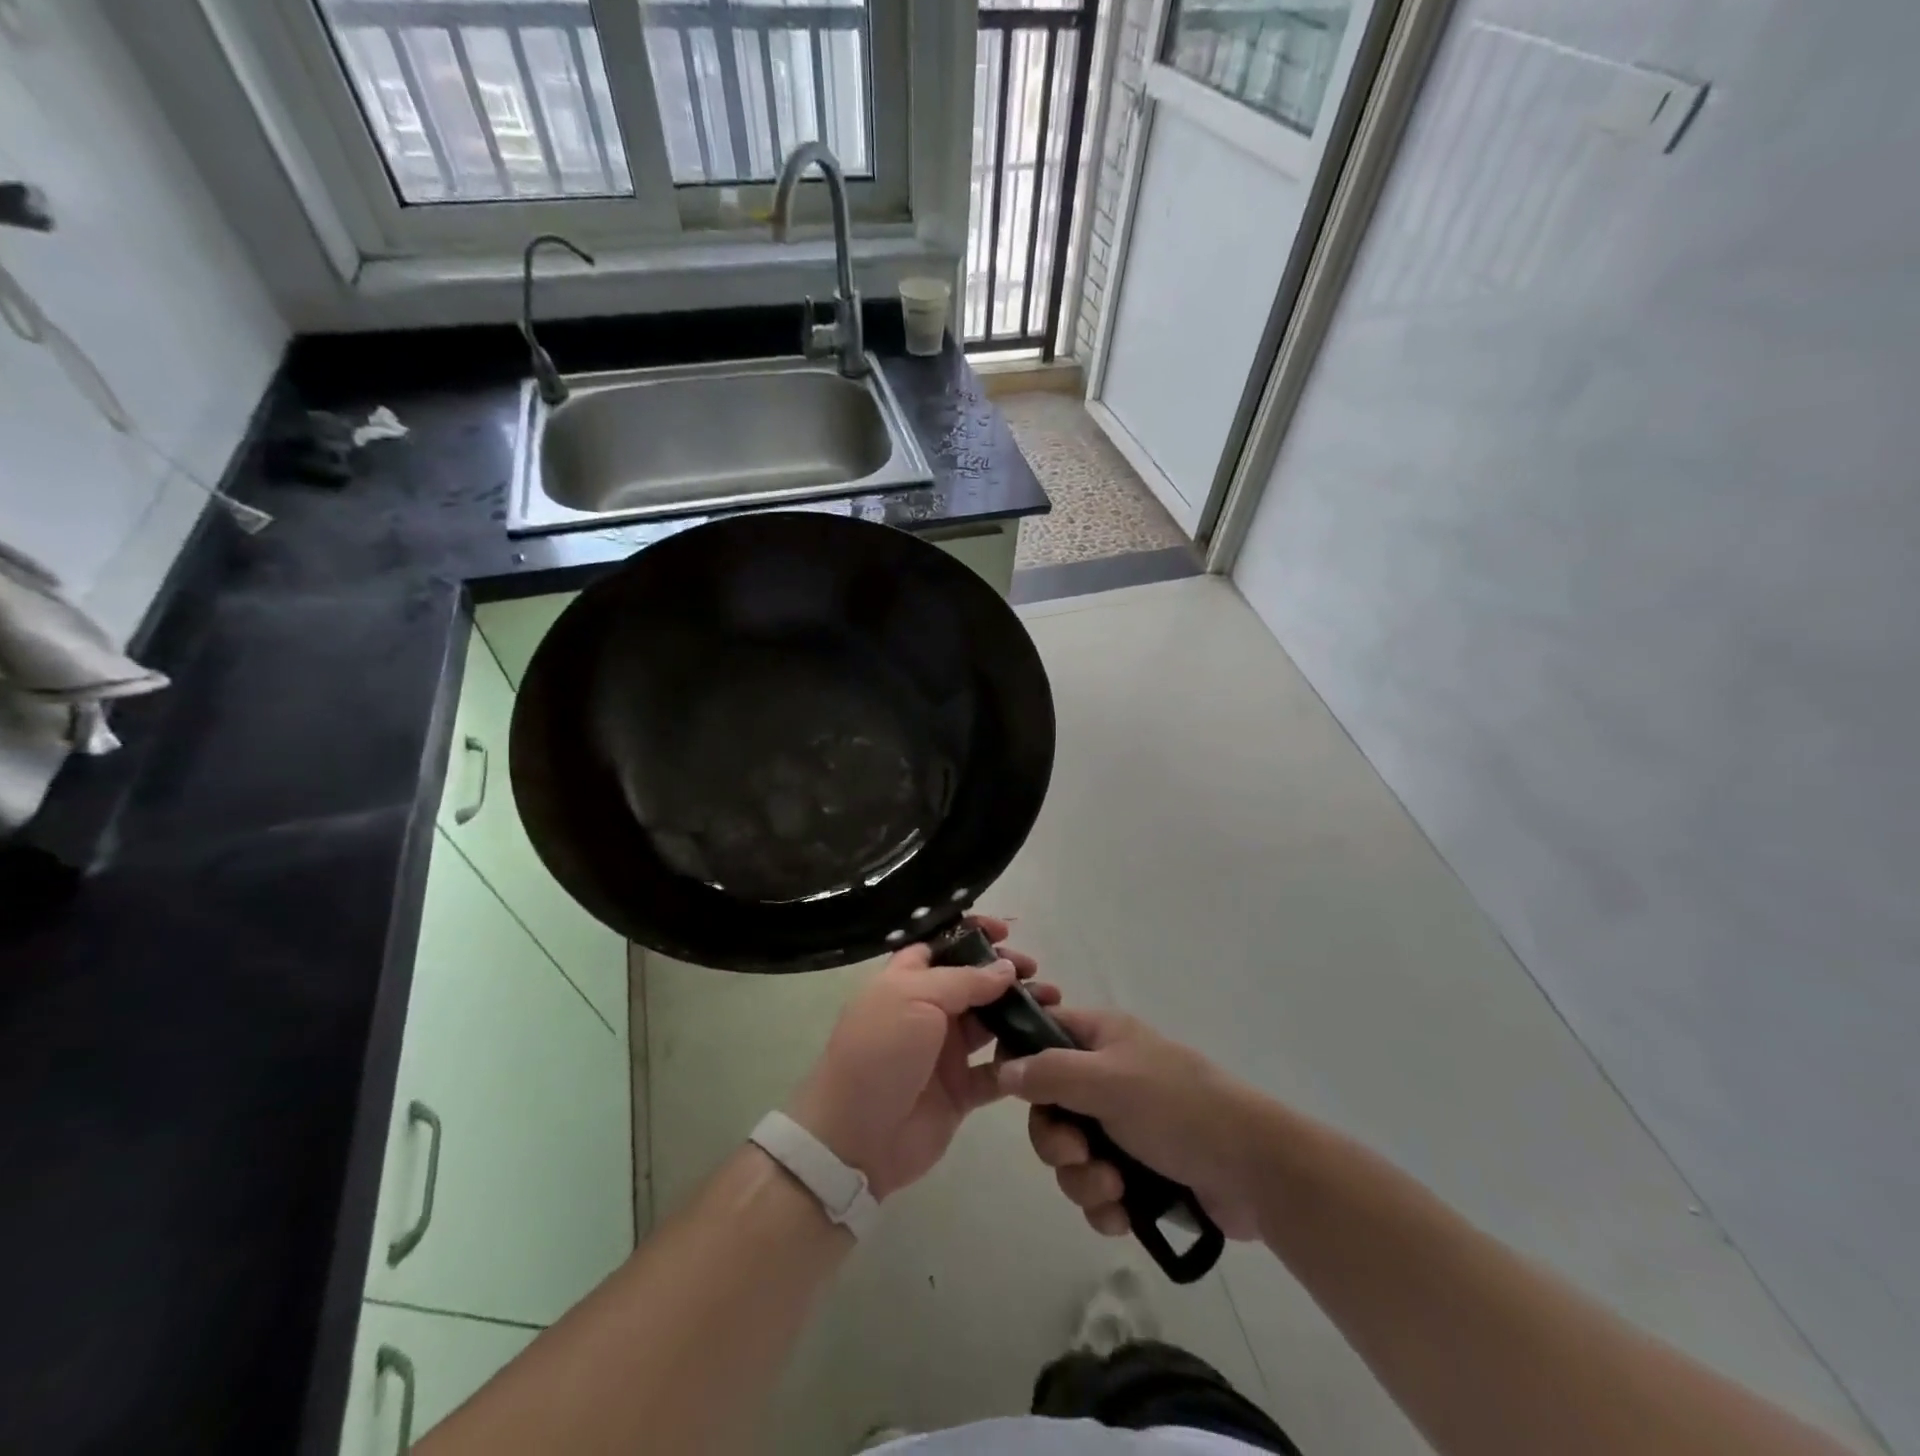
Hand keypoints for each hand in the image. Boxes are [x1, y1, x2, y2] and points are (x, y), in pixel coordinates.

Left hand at [787, 917, 1055, 1199]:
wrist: (855, 1137)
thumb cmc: (880, 1053)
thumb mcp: (914, 999)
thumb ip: (964, 980)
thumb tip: (1006, 968)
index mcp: (907, 980)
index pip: (943, 946)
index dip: (972, 934)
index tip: (1005, 932)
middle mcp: (928, 1010)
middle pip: (974, 982)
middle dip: (1005, 972)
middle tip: (1034, 971)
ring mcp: (945, 1051)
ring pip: (991, 1022)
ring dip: (1020, 1011)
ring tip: (1052, 1003)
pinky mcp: (961, 1090)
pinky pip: (997, 1070)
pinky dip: (1019, 1060)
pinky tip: (1043, 1049)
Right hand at [997, 1008, 1267, 1240]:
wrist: (1254, 1171)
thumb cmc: (1177, 1108)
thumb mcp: (1108, 1081)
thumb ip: (1050, 1073)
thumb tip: (1004, 1070)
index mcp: (1102, 1039)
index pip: (1043, 1033)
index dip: (1022, 1060)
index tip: (1013, 1092)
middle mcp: (1107, 1077)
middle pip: (1049, 1106)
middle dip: (1056, 1141)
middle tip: (1079, 1152)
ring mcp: (1124, 1125)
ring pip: (1070, 1154)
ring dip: (1082, 1179)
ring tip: (1114, 1188)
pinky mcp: (1139, 1171)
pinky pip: (1096, 1188)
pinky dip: (1104, 1204)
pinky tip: (1124, 1214)